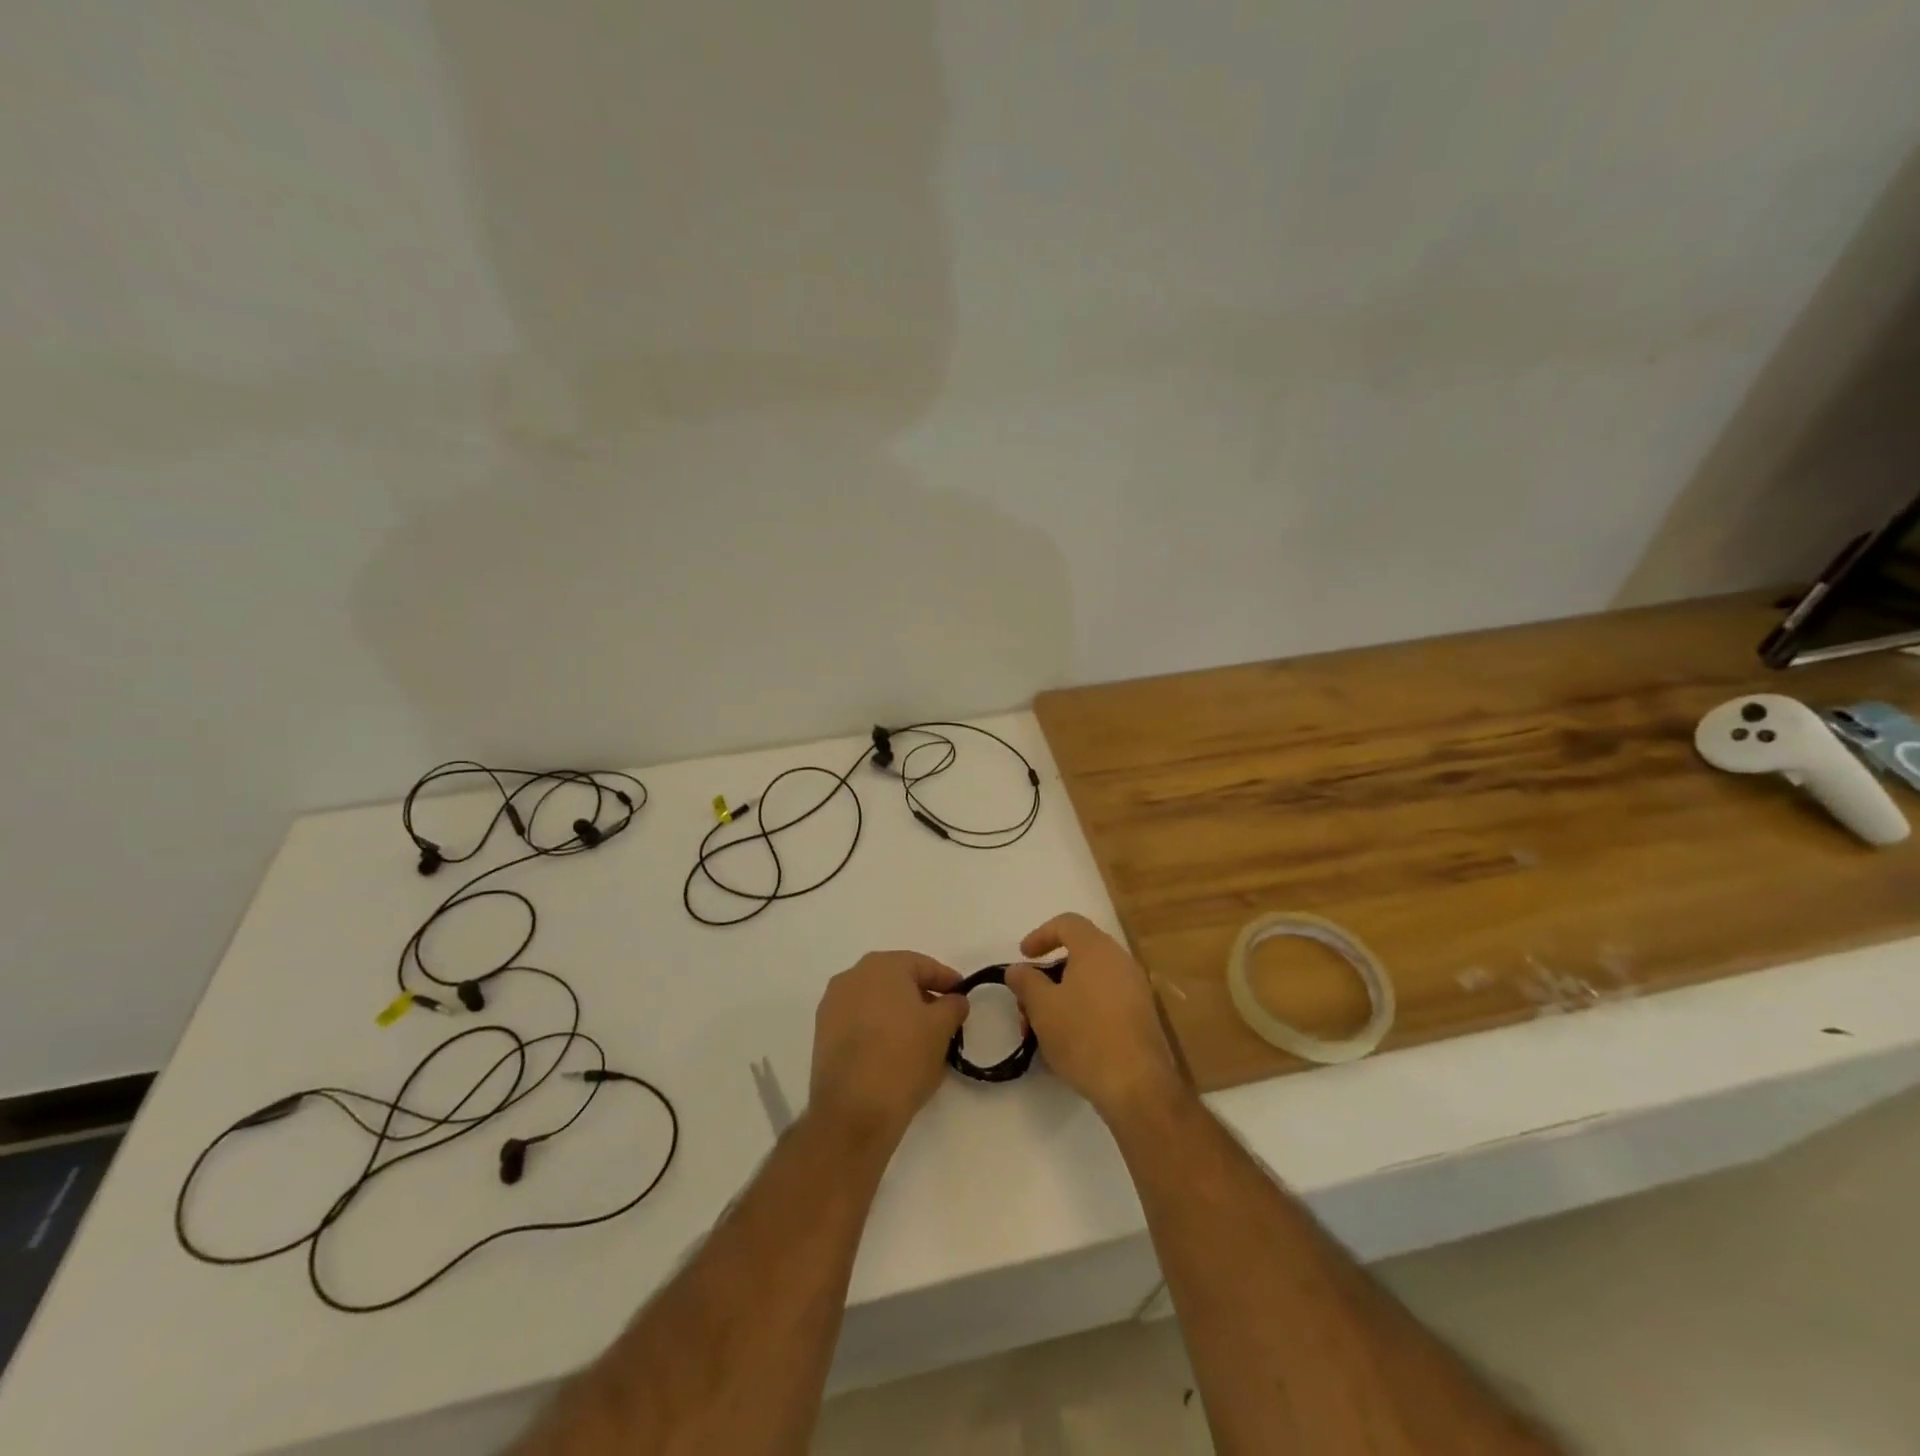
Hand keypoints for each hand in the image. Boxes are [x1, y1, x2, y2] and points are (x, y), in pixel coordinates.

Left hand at [809, 951, 968, 1144]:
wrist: (853, 1111)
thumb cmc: (903, 1058)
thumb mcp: (941, 1029)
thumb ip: (953, 1006)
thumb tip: (954, 1000)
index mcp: (882, 966)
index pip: (923, 966)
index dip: (947, 980)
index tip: (962, 997)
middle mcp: (852, 976)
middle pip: (896, 980)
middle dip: (921, 996)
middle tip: (943, 1018)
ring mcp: (833, 1004)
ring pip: (876, 1001)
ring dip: (898, 1013)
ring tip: (919, 1038)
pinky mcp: (823, 1033)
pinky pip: (859, 1021)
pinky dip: (878, 1029)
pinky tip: (892, 1052)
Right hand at [1007, 914, 1186, 1123]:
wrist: (1136, 1086)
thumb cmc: (1084, 1035)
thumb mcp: (1042, 1007)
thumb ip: (1025, 981)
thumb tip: (1018, 969)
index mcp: (1097, 949)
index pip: (1067, 923)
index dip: (1041, 934)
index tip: (1023, 957)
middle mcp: (1120, 961)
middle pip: (1078, 954)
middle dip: (1047, 975)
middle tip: (1027, 1001)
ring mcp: (1135, 990)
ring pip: (1090, 981)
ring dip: (1062, 997)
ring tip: (1041, 1028)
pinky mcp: (1141, 1017)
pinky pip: (1105, 1000)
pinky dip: (1082, 1010)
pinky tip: (1067, 1041)